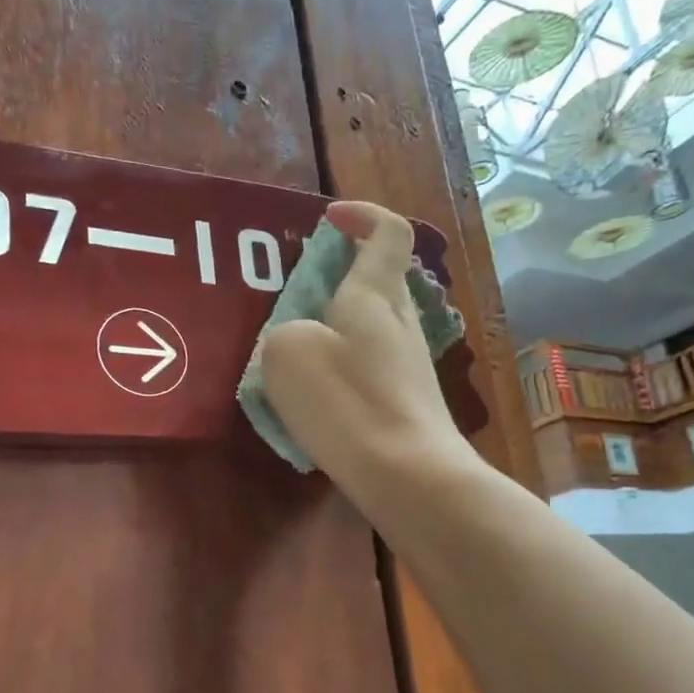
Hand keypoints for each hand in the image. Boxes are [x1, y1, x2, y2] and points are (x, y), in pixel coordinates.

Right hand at [260, 200, 467, 488]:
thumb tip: (296, 342)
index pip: (388, 232)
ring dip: (333, 325)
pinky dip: (340, 364)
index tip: (328, 219)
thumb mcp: (288, 354)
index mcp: (376, 295)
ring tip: (293, 350)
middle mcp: (401, 322)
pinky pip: (368, 364)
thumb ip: (284, 332)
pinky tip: (315, 397)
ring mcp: (409, 364)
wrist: (409, 477)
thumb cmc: (348, 403)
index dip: (362, 215)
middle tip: (293, 293)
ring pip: (371, 325)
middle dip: (337, 275)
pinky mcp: (407, 401)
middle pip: (378, 279)